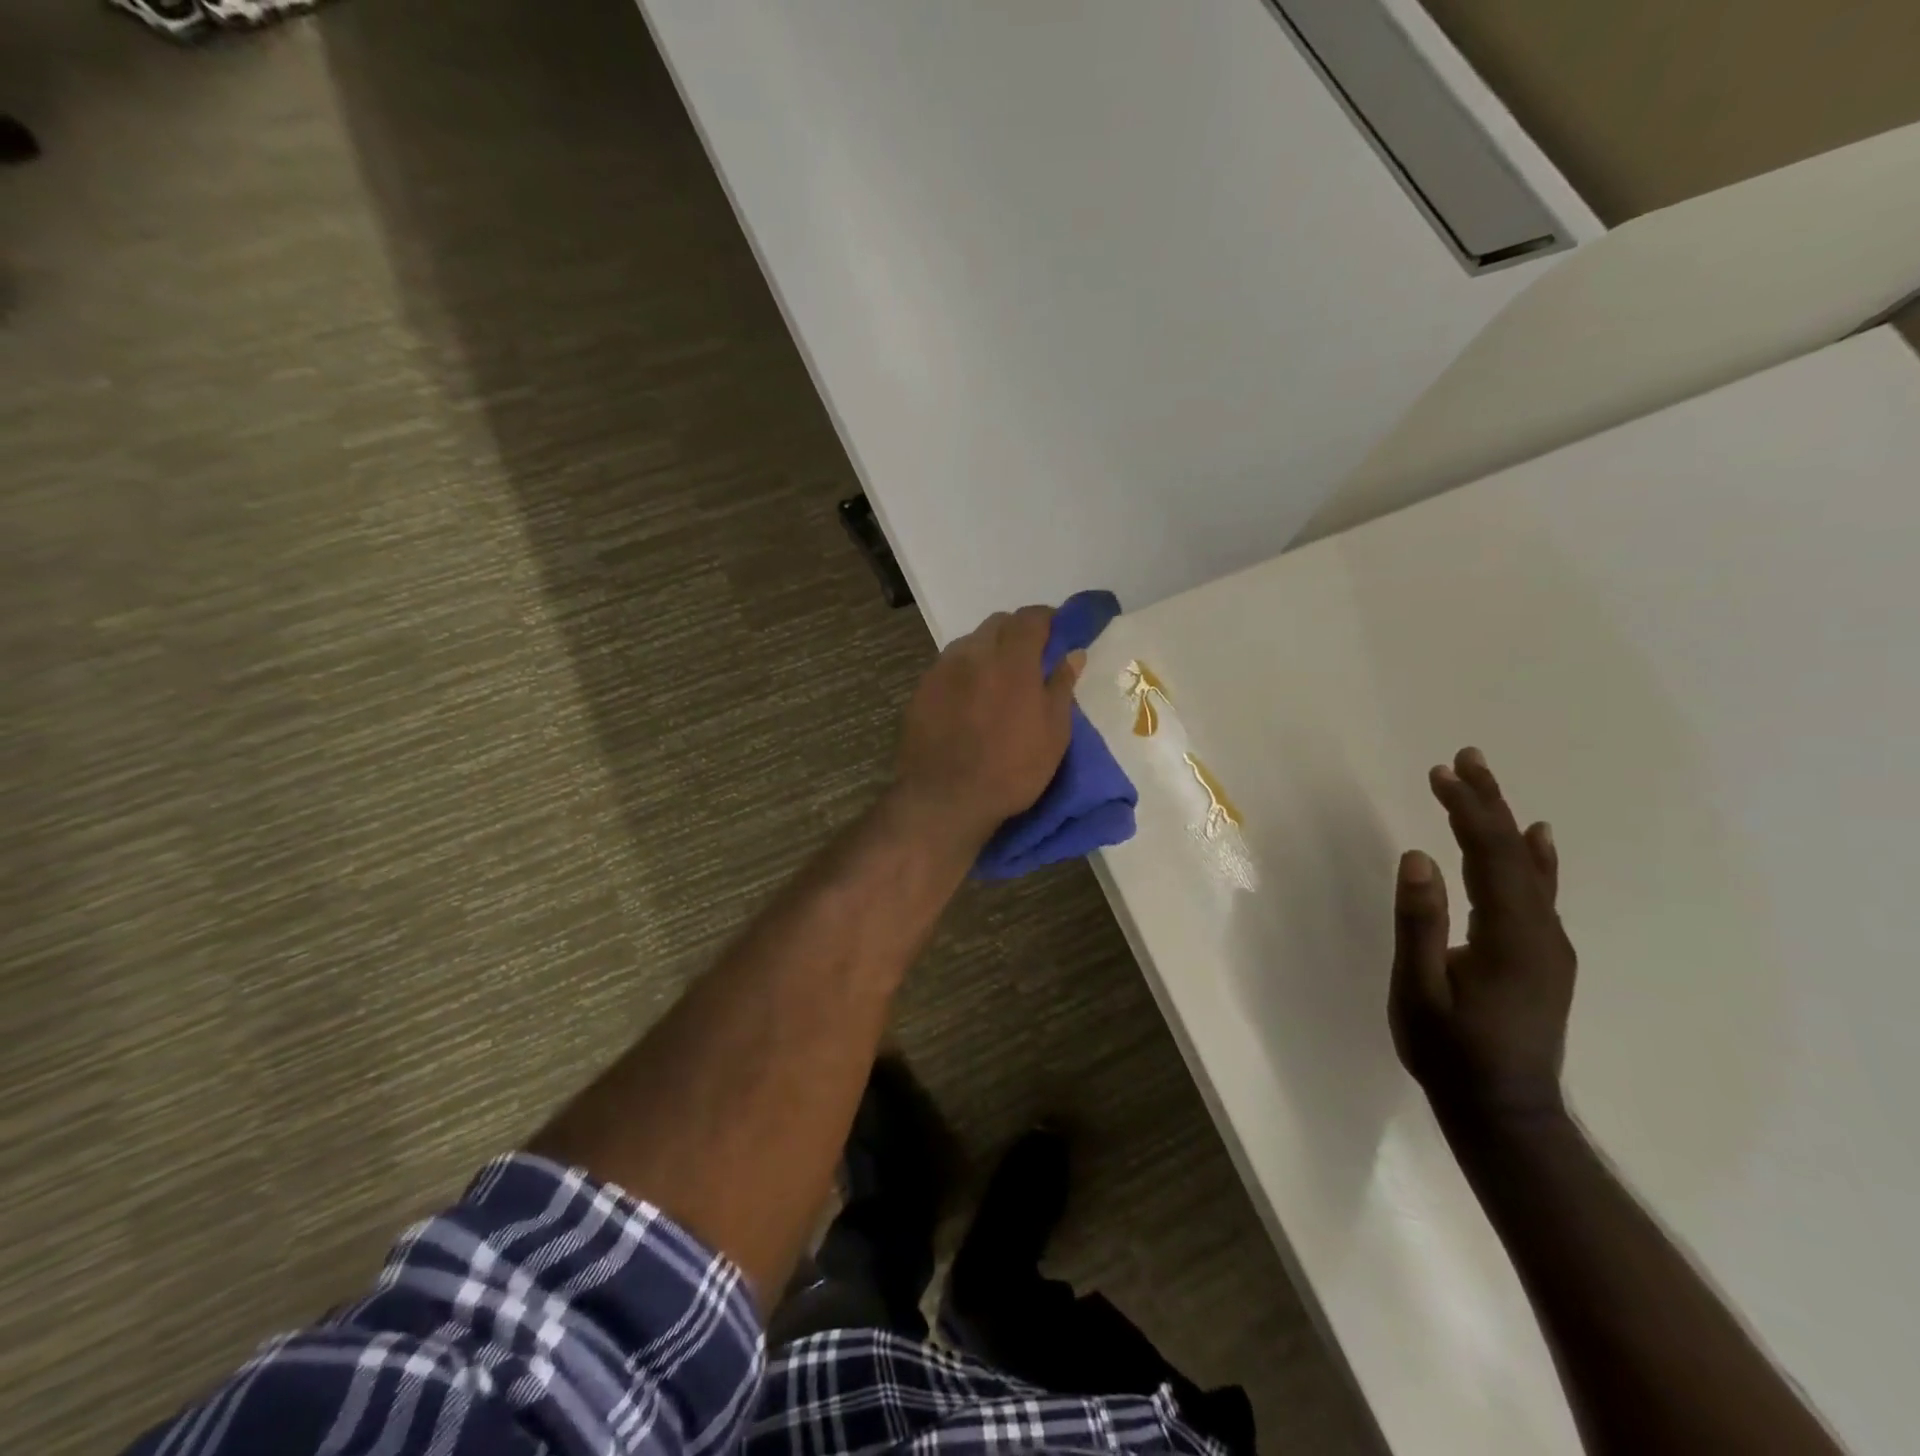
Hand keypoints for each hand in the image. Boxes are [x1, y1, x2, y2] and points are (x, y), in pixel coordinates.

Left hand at [894, 606, 1083, 847]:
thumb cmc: (1011, 769)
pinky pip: (948, 667)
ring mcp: (941, 669)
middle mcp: (973, 653)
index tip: (1057, 633)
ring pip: (970, 643)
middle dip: (1016, 633)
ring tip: (996, 682)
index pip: (1030, 618)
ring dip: (987, 651)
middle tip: (1029, 660)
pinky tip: (968, 700)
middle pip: (997, 624)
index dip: (1047, 619)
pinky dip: (964, 673)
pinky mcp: (920, 690)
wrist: (944, 799)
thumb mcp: (1053, 733)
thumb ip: (1061, 686)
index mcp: (1011, 659)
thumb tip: (1072, 653)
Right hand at [1390, 747, 1575, 1130]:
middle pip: (1515, 854)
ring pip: (1528, 869)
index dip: (1468, 810)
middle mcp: (1542, 932)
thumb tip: (1417, 856)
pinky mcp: (1544, 957)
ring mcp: (1549, 946)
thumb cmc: (1450, 1053)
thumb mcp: (1419, 990)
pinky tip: (1537, 838)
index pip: (1490, 856)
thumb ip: (1420, 923)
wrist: (1505, 1114)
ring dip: (1503, 823)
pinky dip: (1534, 858)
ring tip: (1482, 783)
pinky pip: (1540, 892)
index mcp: (1511, 936)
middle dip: (1487, 803)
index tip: (1440, 774)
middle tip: (1464, 759)